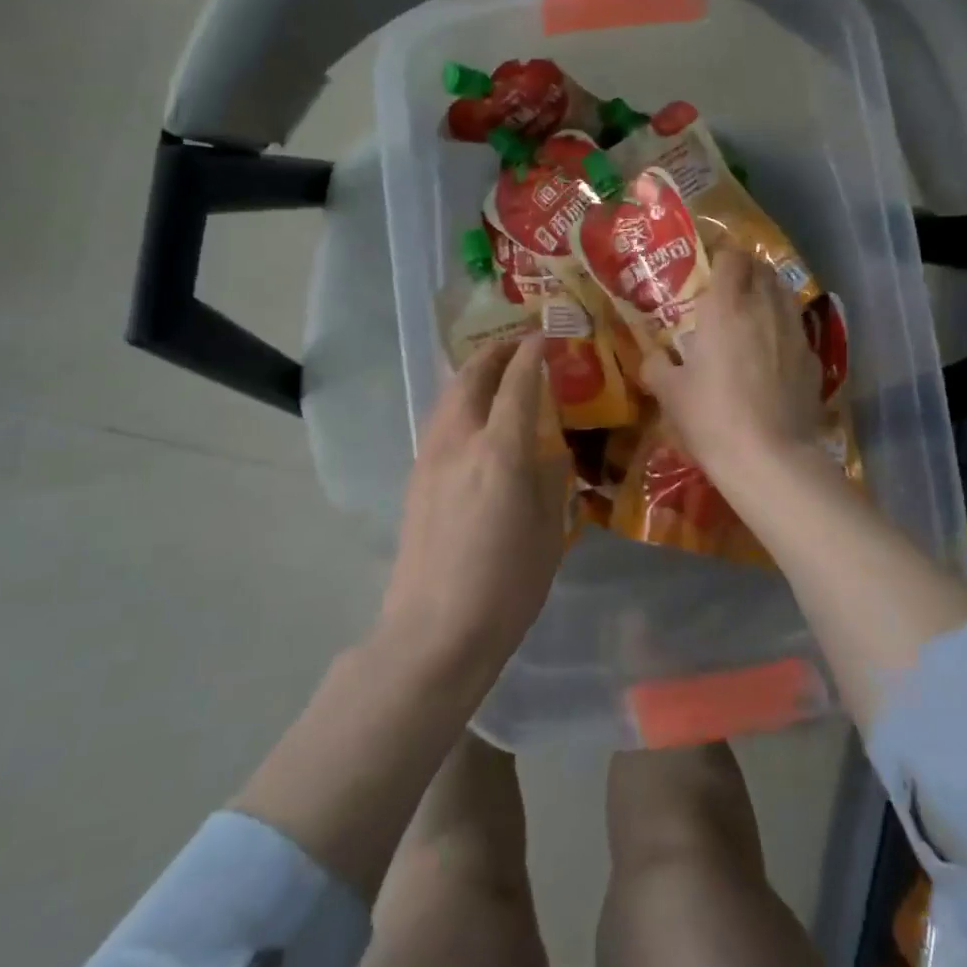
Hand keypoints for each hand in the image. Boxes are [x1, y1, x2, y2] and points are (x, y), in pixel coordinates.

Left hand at [378, 337, 569, 689]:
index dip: (533, 352)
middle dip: (495, 352)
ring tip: (494, 371)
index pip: (518, 382)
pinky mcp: (415, 478)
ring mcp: (430, 458)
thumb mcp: (548, 532)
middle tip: (518, 343)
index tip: (546, 334)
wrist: (434, 631)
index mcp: (500, 451)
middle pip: (472, 377)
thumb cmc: (506, 586)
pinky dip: (459, 401)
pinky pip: (439, 421)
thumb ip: (551, 479)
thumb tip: (550, 448)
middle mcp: (460, 441)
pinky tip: (472, 416)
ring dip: (473, 373)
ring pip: (449, 396)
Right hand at [641, 248, 822, 480]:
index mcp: (725, 308)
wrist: (769, 459)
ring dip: (768, 295)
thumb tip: (654, 357)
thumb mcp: (670, 394)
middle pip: (763, 269)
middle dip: (747, 271)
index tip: (708, 267)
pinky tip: (773, 354)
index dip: (721, 256)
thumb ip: (657, 366)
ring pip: (785, 295)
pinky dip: (784, 329)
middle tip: (728, 290)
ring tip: (752, 316)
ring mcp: (795, 333)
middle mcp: (764, 309)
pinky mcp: (813, 360)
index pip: (731, 257)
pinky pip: (797, 330)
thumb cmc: (711, 418)